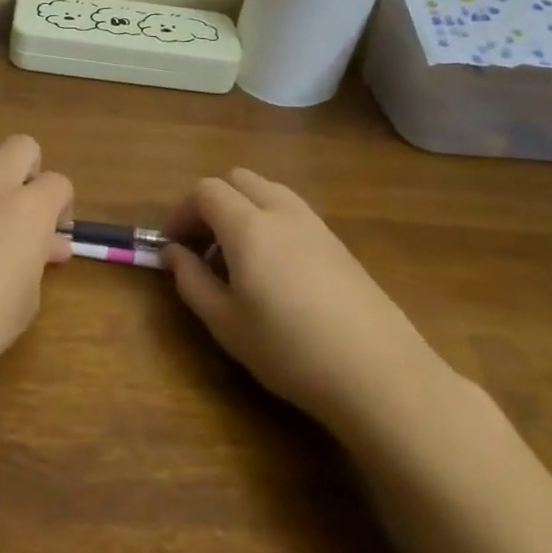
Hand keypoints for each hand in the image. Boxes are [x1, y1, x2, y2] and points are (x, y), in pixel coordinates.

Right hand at [162, 169, 446, 433]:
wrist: (378, 373)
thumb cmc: (288, 349)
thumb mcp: (225, 322)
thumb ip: (191, 280)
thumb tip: (173, 253)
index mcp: (249, 227)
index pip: (206, 191)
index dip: (182, 212)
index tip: (173, 246)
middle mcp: (283, 212)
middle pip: (238, 180)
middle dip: (211, 203)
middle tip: (202, 246)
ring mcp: (316, 225)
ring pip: (269, 191)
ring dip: (242, 210)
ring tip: (236, 259)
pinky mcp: (339, 244)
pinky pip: (293, 212)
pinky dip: (270, 222)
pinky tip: (273, 271)